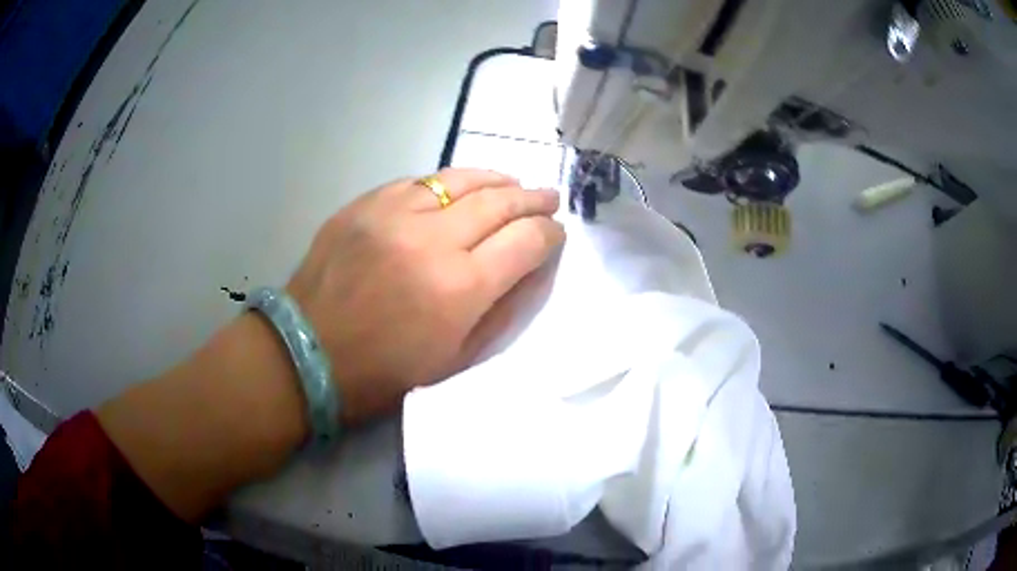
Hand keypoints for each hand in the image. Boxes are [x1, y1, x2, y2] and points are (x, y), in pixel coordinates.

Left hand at [286, 168, 564, 422]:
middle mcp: (432, 240)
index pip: (526, 242)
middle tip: (548, 198)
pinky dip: (448, 183)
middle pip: (499, 202)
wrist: (308, 353)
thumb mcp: (457, 358)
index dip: (550, 234)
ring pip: (460, 179)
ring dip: (495, 180)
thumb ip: (503, 309)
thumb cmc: (385, 371)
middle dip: (532, 199)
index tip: (557, 233)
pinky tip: (458, 189)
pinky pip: (418, 182)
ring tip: (512, 184)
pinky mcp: (365, 204)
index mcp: (460, 288)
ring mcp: (393, 214)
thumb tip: (534, 267)